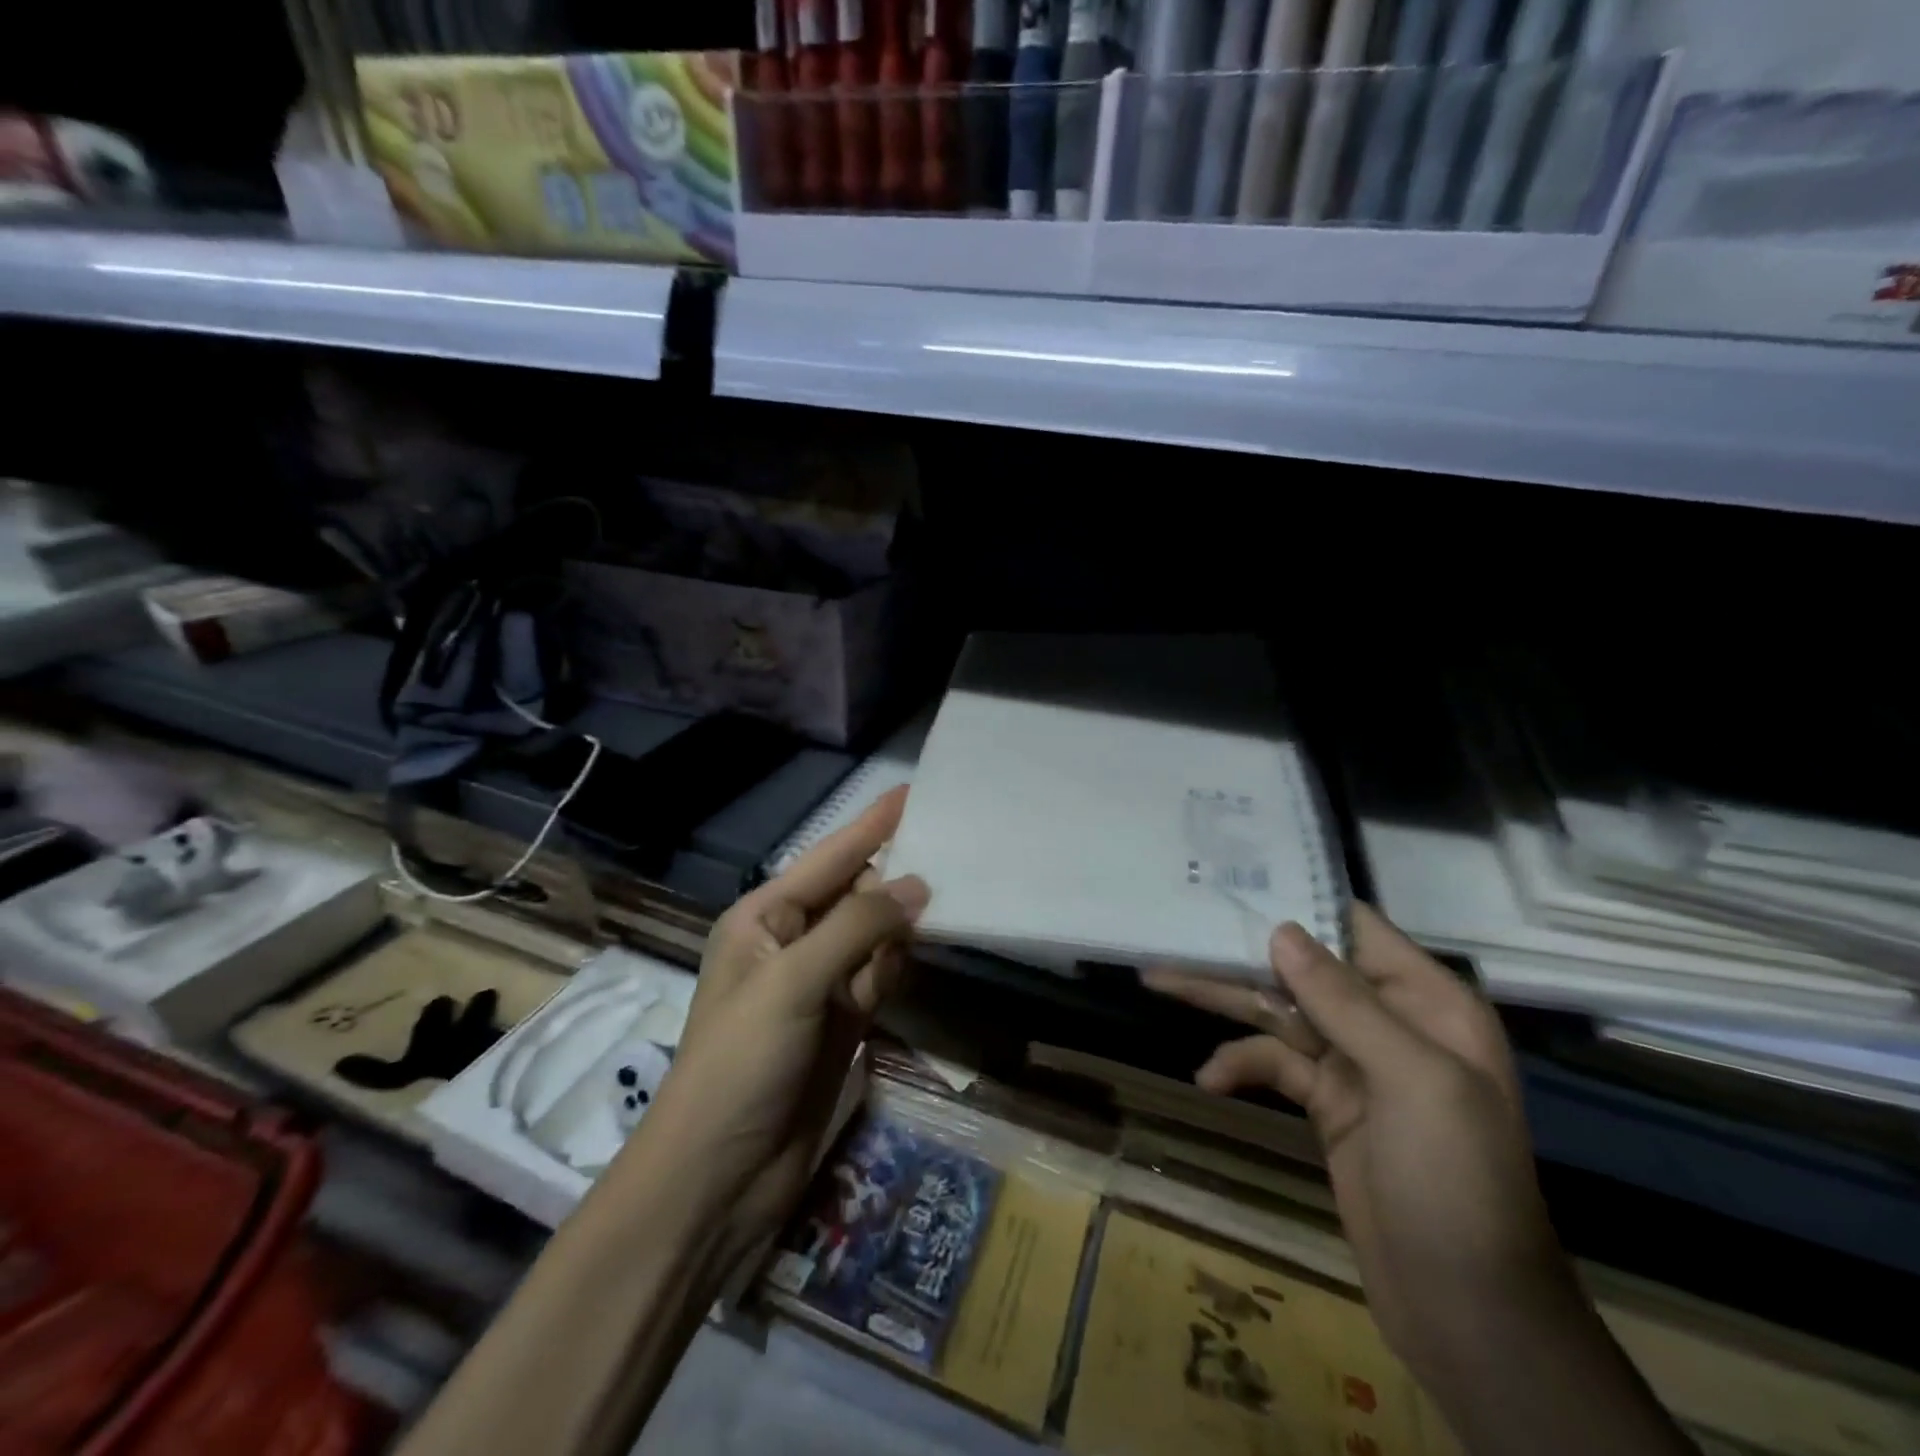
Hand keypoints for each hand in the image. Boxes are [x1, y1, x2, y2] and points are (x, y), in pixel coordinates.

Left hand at [630, 787, 927, 1266]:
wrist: (722, 1175)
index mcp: (764, 918)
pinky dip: (897, 965)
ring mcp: (819, 982)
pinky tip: (914, 957)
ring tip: (946, 900)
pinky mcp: (842, 1019)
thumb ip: (857, 927)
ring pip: (874, 934)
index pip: (829, 858)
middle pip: (856, 892)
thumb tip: (919, 887)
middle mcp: (792, 941)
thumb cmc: (741, 1062)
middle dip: (895, 877)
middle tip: (952, 850)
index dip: (872, 825)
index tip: (915, 792)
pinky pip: (880, 973)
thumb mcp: (793, 981)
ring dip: (900, 926)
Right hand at [1144, 904, 1567, 1375]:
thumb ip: (1344, 1002)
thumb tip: (1282, 930)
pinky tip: (1210, 1078)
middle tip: (1174, 933)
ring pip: (1279, 1013)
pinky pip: (1273, 1064)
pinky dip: (1240, 1064)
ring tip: (1160, 981)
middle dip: (1239, 955)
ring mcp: (1355, 1063)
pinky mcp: (1327, 1102)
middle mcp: (1390, 1021)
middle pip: (1302, 969)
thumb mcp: (1412, 1080)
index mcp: (1427, 1002)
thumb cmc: (1455, 1180)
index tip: (1234, 882)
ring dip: (1224, 1002)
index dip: (1296, 902)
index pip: (1354, 928)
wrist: (1467, 1310)